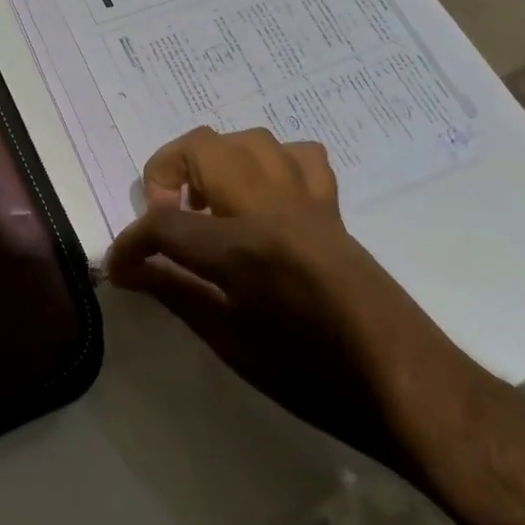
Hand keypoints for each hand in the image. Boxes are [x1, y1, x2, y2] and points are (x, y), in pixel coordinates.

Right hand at [105, 127, 477, 466]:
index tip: (119, 265)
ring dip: (215, 161)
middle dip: (166, 174)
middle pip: (202, 148)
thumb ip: (174, 293)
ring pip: (248, 140)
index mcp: (242, 247)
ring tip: (208, 206)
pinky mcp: (331, 206)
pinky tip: (261, 200)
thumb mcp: (230, 343)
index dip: (130, 243)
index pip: (163, 225)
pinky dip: (270, 164)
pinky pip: (298, 157)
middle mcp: (271, 207)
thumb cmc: (312, 376)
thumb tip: (126, 270)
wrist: (404, 383)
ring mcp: (306, 199)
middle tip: (165, 221)